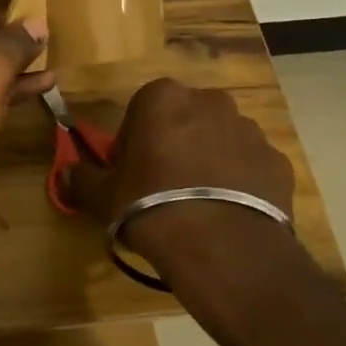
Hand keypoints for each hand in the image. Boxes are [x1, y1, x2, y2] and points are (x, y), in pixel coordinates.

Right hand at [63, 78, 294, 255]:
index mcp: (163, 98)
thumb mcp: (102, 195)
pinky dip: (239, 181)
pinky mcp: (278, 162)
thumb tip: (67, 171)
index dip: (133, 141)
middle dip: (174, 144)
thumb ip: (82, 177)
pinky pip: (249, 166)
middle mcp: (210, 103)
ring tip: (197, 203)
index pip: (140, 109)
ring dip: (207, 160)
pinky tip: (225, 212)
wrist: (221, 247)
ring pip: (219, 140)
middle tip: (161, 185)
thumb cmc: (150, 205)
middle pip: (184, 120)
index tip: (130, 171)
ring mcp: (250, 131)